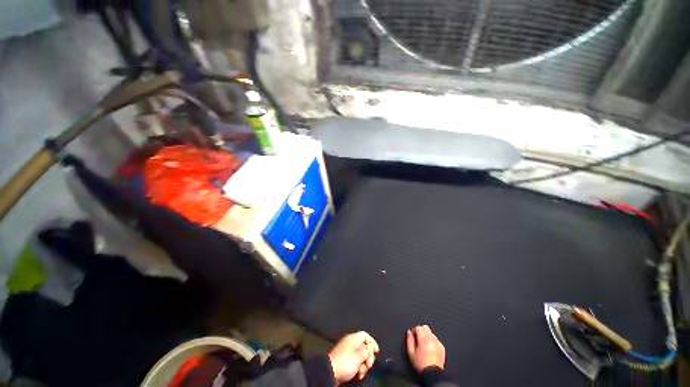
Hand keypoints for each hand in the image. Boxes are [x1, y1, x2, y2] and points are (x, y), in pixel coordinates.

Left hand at [328, 331, 379, 383]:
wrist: (330, 372)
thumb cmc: (345, 363)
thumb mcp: (359, 357)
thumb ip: (367, 350)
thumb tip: (371, 346)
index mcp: (353, 338)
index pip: (365, 335)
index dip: (372, 342)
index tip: (377, 352)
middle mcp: (350, 343)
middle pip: (364, 346)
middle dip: (368, 357)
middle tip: (368, 366)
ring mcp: (347, 351)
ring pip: (360, 355)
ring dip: (363, 364)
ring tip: (362, 372)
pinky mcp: (344, 360)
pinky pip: (355, 361)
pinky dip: (358, 367)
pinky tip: (358, 374)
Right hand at [406, 325, 445, 371]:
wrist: (432, 374)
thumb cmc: (421, 364)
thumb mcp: (411, 353)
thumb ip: (409, 340)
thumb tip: (409, 332)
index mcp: (424, 339)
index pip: (418, 327)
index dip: (414, 331)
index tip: (413, 336)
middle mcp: (432, 339)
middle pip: (425, 327)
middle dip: (421, 331)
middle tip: (418, 339)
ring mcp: (438, 343)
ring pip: (431, 333)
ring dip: (427, 336)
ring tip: (424, 345)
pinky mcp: (442, 347)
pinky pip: (436, 339)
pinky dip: (432, 341)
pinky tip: (430, 348)